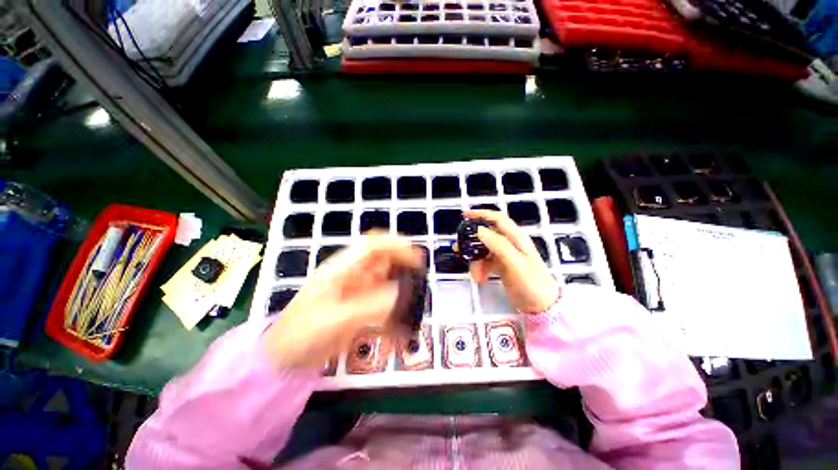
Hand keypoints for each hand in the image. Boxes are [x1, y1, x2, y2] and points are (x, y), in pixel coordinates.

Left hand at [262, 234, 423, 369]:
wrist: (283, 361)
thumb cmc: (300, 335)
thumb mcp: (335, 320)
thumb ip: (370, 306)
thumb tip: (403, 295)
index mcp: (341, 269)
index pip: (373, 245)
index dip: (396, 246)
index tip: (417, 259)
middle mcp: (352, 275)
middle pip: (384, 261)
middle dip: (404, 268)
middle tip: (421, 283)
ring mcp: (357, 292)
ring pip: (387, 282)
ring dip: (402, 293)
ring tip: (413, 309)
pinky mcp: (360, 308)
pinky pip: (383, 304)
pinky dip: (395, 312)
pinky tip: (400, 328)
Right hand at [464, 209, 559, 313]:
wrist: (541, 306)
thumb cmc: (532, 283)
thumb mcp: (516, 263)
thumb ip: (498, 245)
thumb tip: (479, 230)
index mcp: (516, 238)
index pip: (497, 219)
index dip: (481, 214)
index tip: (465, 215)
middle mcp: (510, 243)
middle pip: (487, 235)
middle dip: (472, 241)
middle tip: (459, 247)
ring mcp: (505, 255)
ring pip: (484, 250)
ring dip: (475, 260)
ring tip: (474, 274)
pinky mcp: (502, 266)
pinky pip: (486, 262)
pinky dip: (480, 269)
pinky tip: (480, 278)